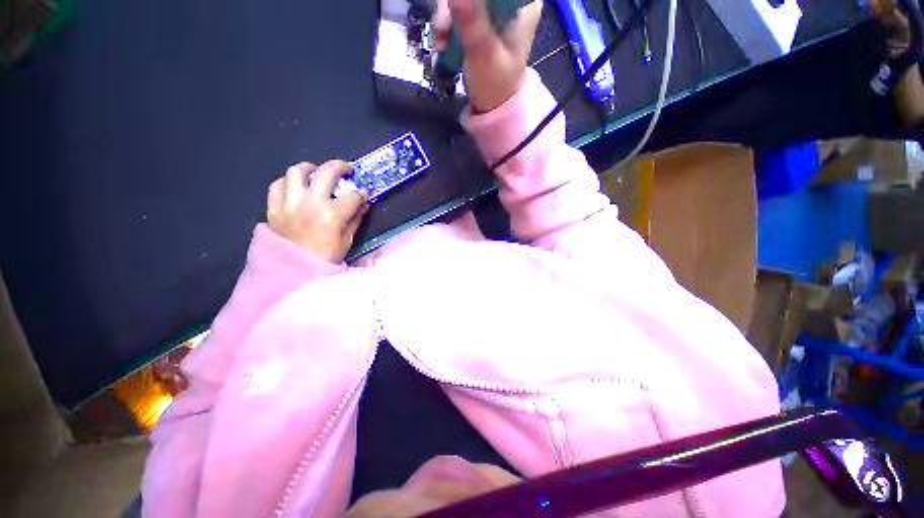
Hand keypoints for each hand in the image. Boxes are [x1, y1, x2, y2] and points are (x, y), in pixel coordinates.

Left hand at [266, 161, 368, 262]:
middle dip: (341, 167)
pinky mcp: (274, 206)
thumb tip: (364, 204)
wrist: (294, 270)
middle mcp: (311, 202)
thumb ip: (355, 219)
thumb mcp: (346, 240)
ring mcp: (290, 202)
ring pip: (297, 171)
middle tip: (346, 169)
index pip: (353, 196)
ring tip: (317, 173)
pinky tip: (296, 187)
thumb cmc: (326, 257)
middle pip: (327, 172)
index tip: (364, 194)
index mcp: (332, 214)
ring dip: (310, 168)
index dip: (361, 194)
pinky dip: (288, 182)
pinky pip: (278, 184)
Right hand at [435, 0, 542, 112]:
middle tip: (443, 30)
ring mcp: (494, 9)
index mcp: (524, 4)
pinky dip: (447, 25)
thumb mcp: (484, 53)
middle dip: (454, 6)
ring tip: (440, 43)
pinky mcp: (480, 19)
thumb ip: (472, 20)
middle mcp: (511, 1)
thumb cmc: (495, 85)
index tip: (454, 7)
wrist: (493, 107)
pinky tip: (442, 44)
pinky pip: (458, 10)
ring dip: (446, 18)